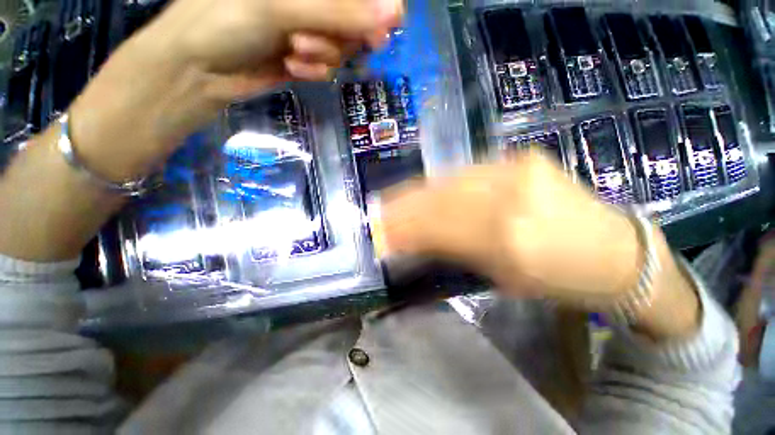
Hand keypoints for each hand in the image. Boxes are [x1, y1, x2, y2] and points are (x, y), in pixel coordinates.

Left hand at [155, 0, 402, 97]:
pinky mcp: (306, 55)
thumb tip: (395, 14)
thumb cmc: (225, 19)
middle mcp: (312, 0)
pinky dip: (315, 70)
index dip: (376, 8)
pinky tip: (292, 68)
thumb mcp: (282, 7)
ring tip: (294, 52)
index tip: (377, 33)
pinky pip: (329, 65)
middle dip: (341, 35)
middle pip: (356, 19)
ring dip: (324, 54)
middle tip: (315, 41)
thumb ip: (340, 10)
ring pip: (344, 46)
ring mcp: (310, 27)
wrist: (201, 68)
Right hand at [382, 152, 699, 339]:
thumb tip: (414, 242)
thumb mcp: (503, 279)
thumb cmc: (561, 280)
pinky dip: (440, 182)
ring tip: (395, 199)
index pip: (438, 230)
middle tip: (379, 212)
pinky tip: (427, 188)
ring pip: (449, 180)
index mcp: (509, 242)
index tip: (380, 234)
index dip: (404, 231)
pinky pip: (467, 170)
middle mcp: (510, 199)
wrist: (617, 252)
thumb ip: (455, 254)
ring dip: (417, 192)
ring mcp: (517, 169)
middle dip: (403, 208)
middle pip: (439, 200)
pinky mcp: (522, 157)